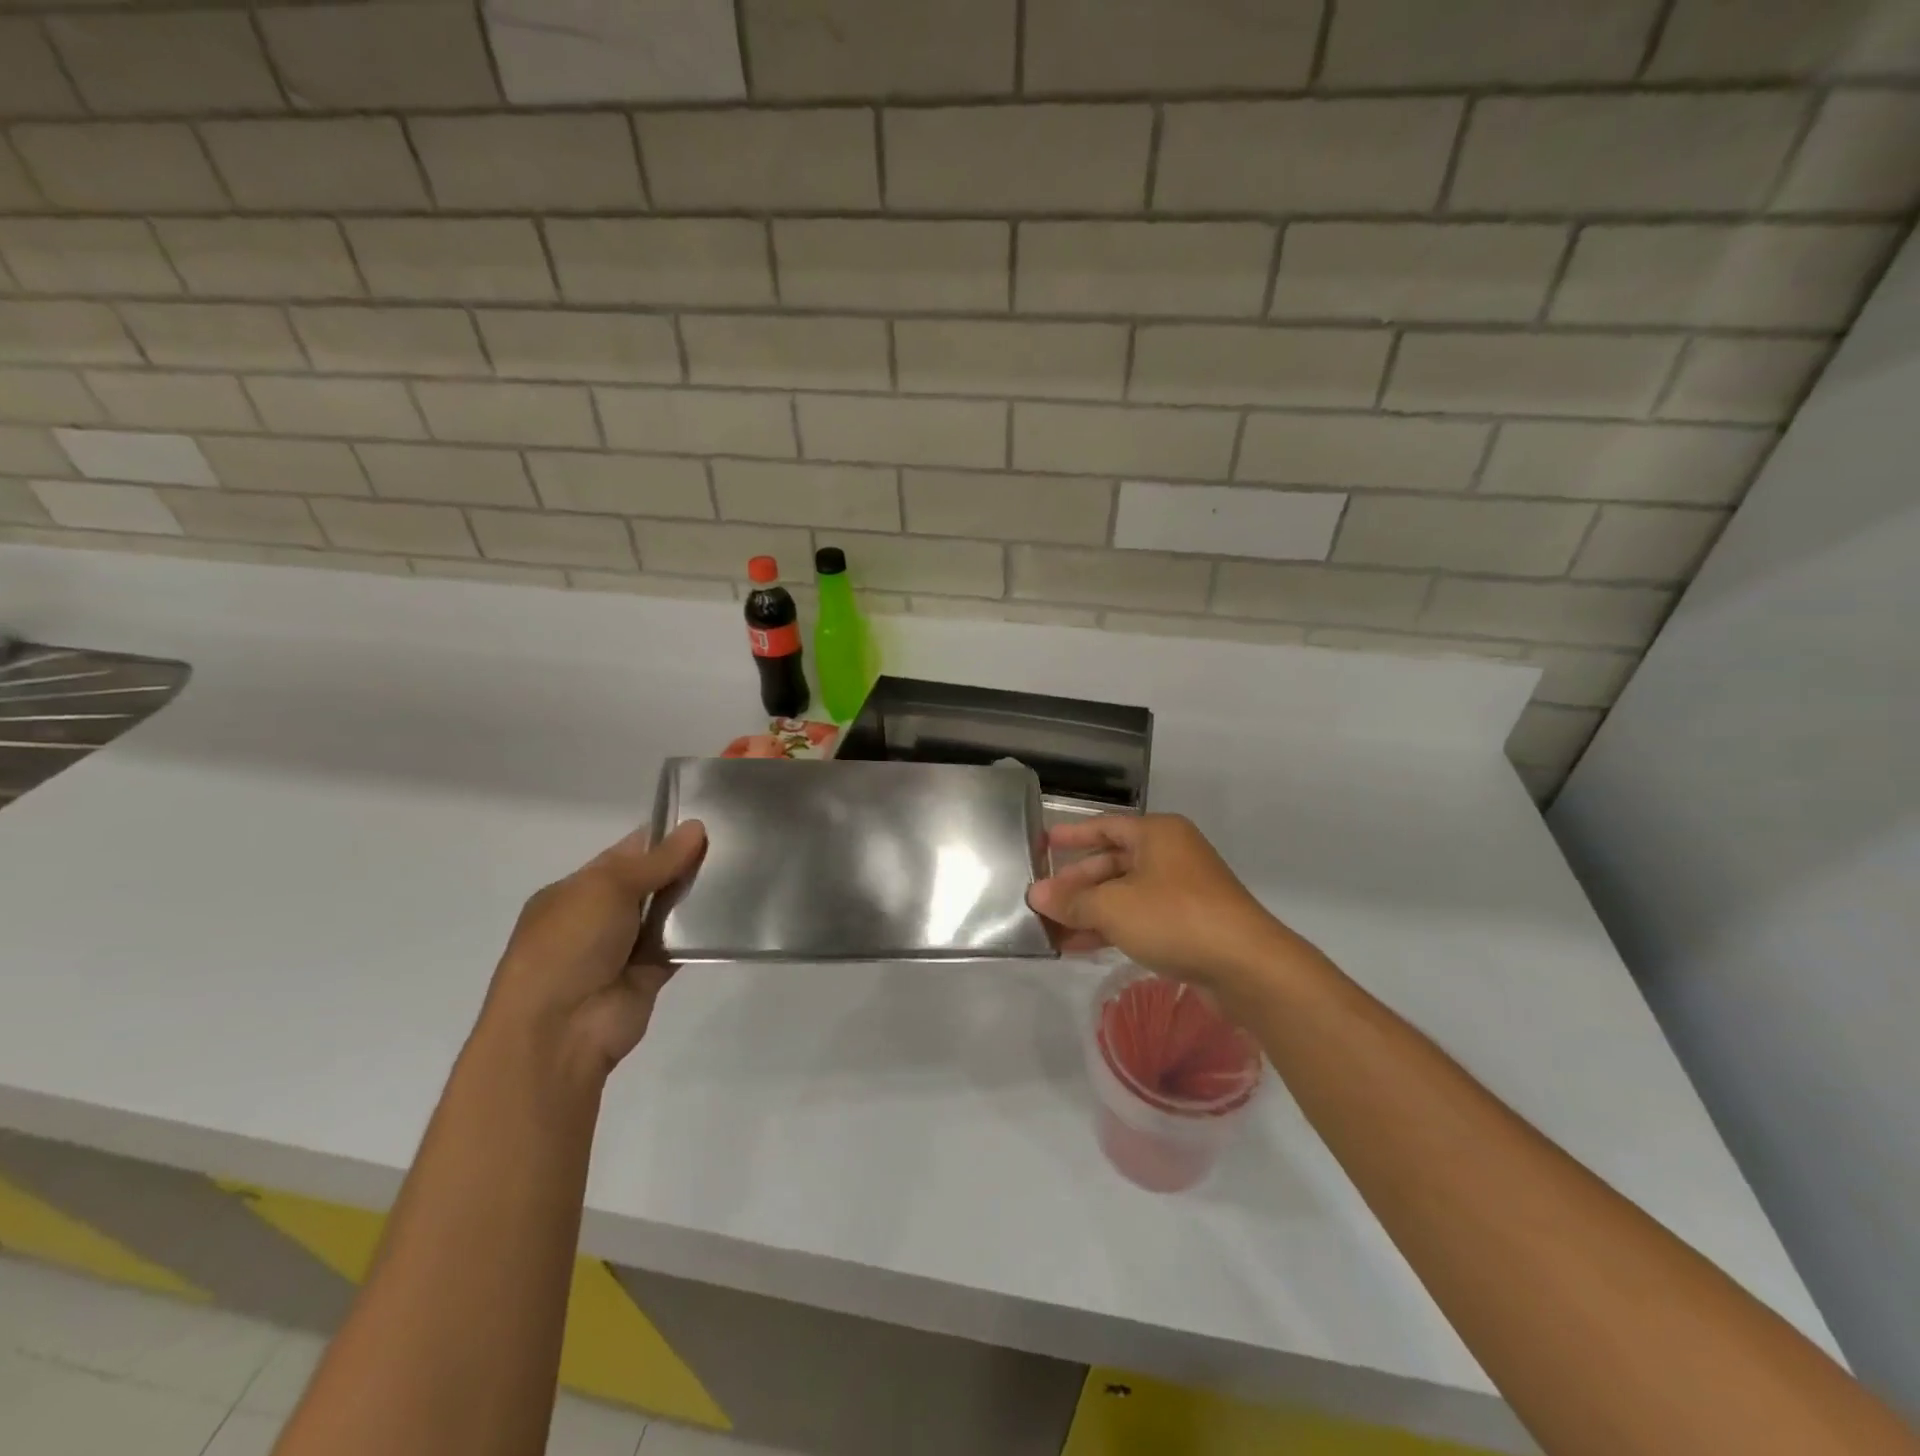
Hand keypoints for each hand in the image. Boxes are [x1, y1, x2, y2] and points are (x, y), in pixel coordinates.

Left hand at [483, 821, 706, 1083]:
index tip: (704, 824)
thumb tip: (696, 827)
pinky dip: (699, 935)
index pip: (625, 854)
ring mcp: (623, 948)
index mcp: (576, 890)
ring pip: (667, 913)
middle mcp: (598, 917)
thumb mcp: (608, 888)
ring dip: (694, 899)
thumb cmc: (569, 946)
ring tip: (740, 873)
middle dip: (683, 866)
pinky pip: (679, 947)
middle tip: (732, 846)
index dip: (661, 838)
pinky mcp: (648, 976)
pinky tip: (730, 914)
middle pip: (650, 882)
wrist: (559, 1031)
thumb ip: (656, 861)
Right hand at [1029, 814, 1305, 999]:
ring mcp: (1182, 891)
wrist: (1247, 966)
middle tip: (1042, 899)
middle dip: (1076, 883)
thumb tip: (1035, 895)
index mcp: (1157, 834)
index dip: (1072, 836)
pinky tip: (1080, 947)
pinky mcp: (1188, 924)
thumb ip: (1072, 901)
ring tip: (1052, 930)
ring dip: (1089, 911)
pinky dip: (1111, 928)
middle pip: (1112, 862)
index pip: (1105, 827)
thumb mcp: (1114, 907)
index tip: (1043, 845)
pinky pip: (1139, 918)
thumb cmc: (1175, 918)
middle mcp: (1170, 855)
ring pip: (1124, 894)